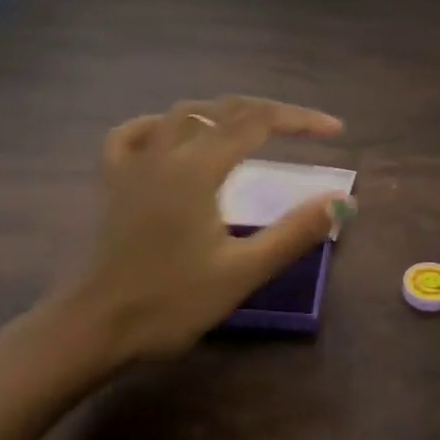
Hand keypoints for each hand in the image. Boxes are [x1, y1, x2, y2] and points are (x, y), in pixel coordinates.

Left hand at [28, 96, 349, 372]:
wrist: (96, 329)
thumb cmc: (171, 303)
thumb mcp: (243, 272)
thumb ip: (295, 232)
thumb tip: (343, 200)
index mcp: (199, 169)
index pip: (258, 122)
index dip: (300, 119)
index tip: (334, 129)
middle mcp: (166, 152)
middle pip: (224, 110)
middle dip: (269, 111)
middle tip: (303, 127)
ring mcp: (134, 164)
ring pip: (182, 114)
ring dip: (223, 112)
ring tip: (251, 125)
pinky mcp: (112, 181)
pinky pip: (133, 133)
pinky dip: (159, 124)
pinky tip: (171, 133)